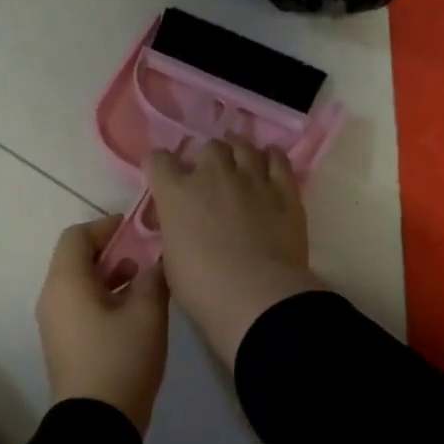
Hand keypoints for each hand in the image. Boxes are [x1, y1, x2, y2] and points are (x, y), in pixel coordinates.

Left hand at [35, 215, 169, 433]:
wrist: (97, 423)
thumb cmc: (121, 358)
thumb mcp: (147, 313)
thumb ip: (153, 277)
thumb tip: (156, 261)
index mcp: (66, 283)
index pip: (77, 236)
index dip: (106, 227)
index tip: (136, 230)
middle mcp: (52, 297)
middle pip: (76, 259)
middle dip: (111, 252)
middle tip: (144, 256)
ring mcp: (54, 323)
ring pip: (79, 284)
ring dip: (109, 276)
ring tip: (143, 283)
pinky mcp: (63, 344)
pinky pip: (79, 306)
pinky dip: (102, 298)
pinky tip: (133, 312)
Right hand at [146, 139, 321, 364]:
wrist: (256, 297)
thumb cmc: (203, 289)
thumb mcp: (172, 262)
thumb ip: (175, 234)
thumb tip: (183, 229)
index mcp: (177, 194)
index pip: (159, 161)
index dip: (160, 168)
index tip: (165, 180)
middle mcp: (213, 176)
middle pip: (208, 148)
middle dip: (206, 161)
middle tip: (210, 181)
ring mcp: (251, 179)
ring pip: (243, 146)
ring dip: (238, 154)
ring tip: (240, 168)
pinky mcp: (284, 190)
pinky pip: (277, 159)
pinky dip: (271, 158)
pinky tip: (269, 165)